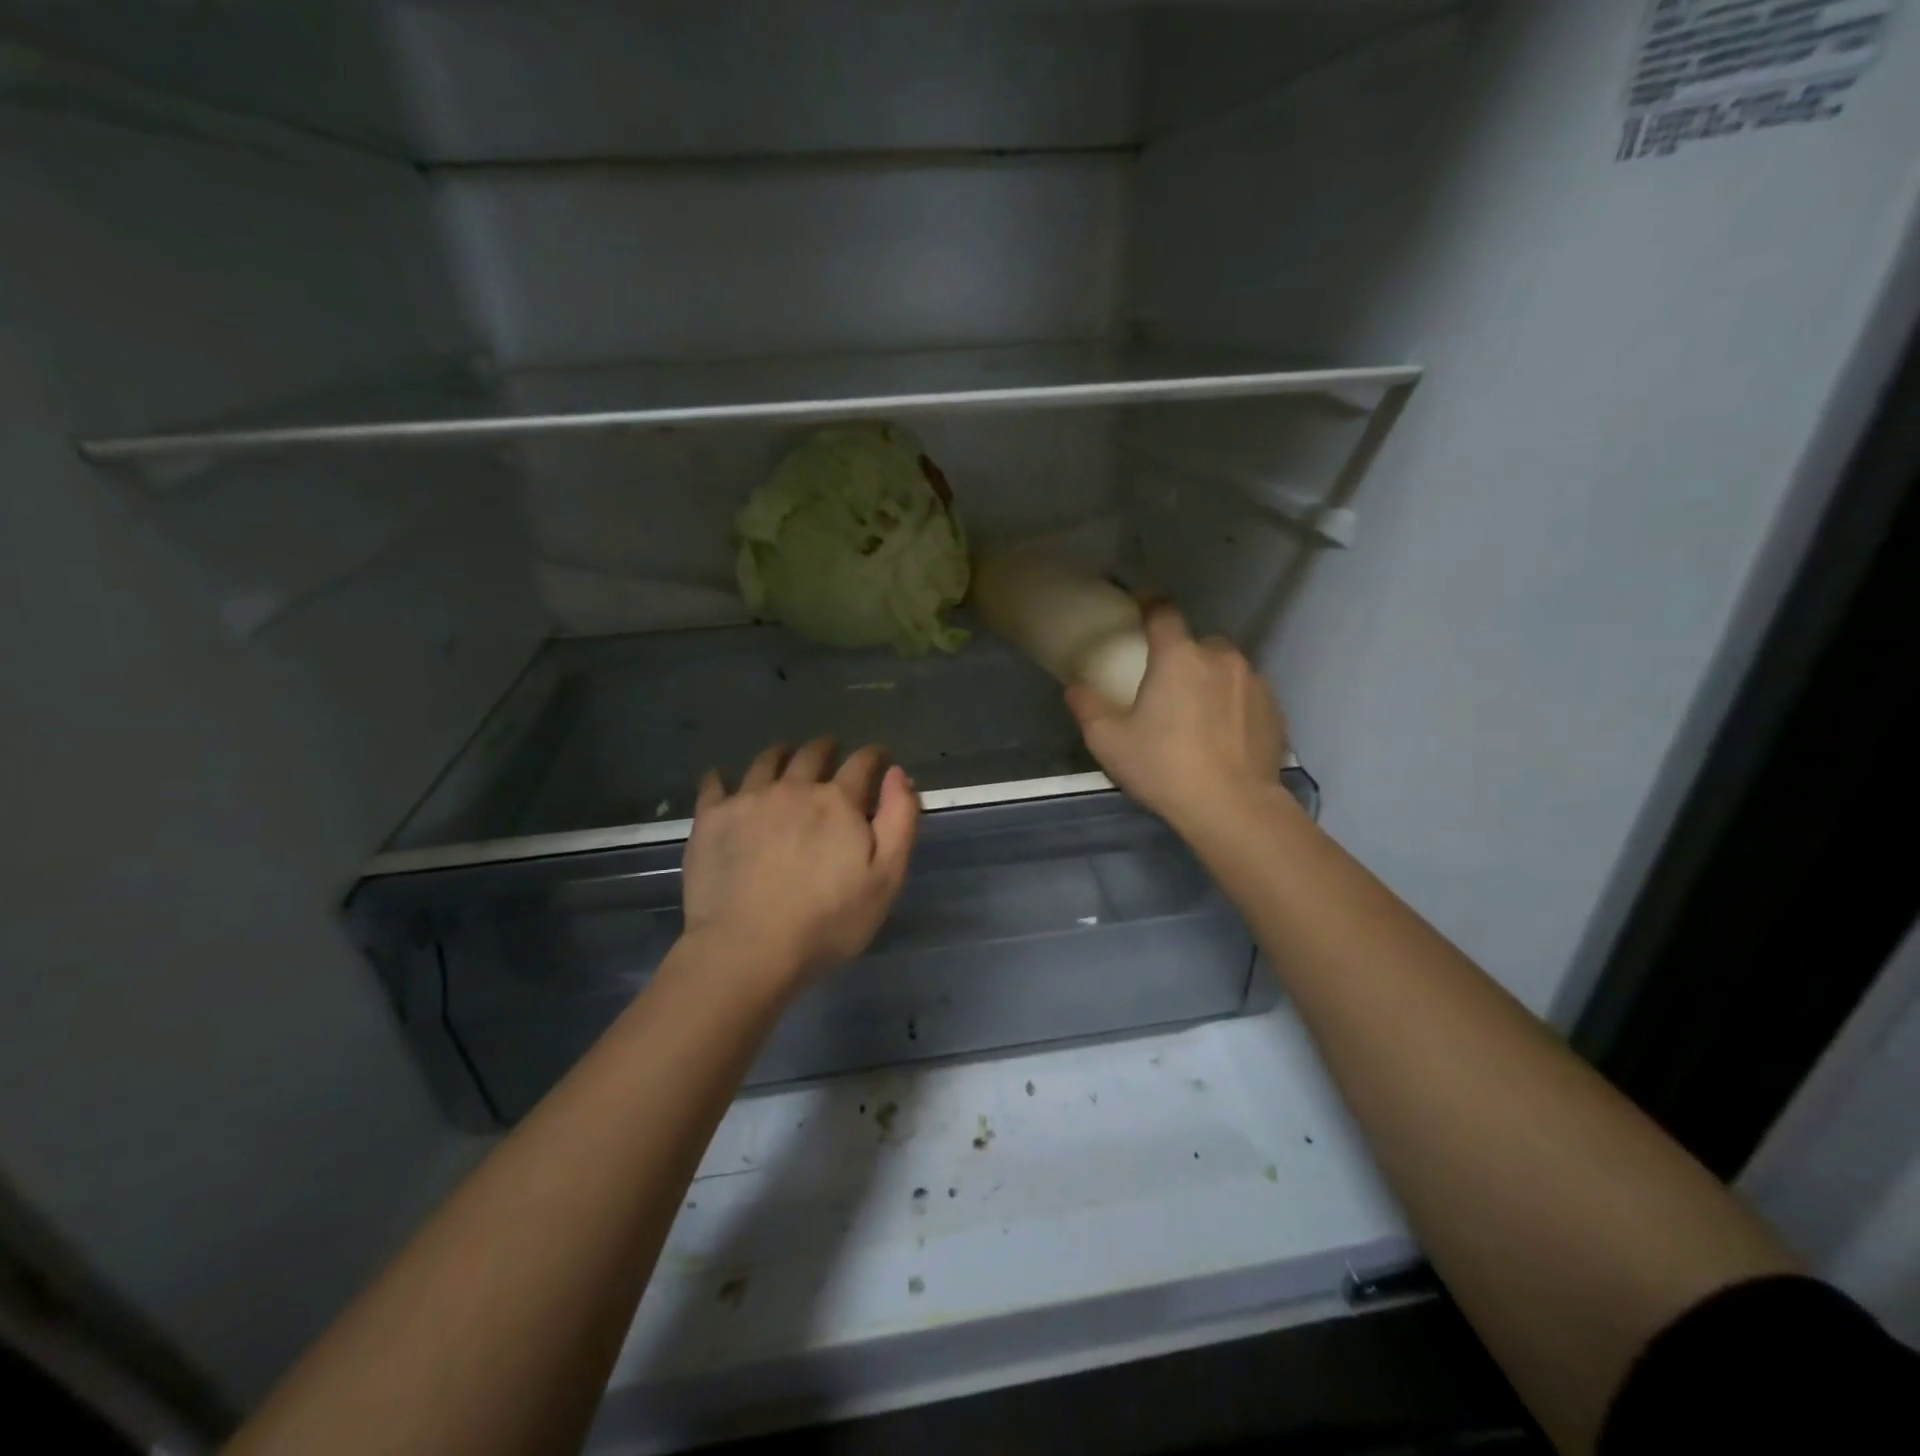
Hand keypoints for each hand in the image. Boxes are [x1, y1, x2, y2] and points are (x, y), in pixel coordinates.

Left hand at [681, 739, 919, 990]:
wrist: (747, 948)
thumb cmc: (827, 921)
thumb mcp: (886, 878)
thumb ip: (899, 820)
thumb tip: (897, 773)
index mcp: (838, 801)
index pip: (862, 763)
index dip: (873, 756)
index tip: (878, 756)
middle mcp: (793, 788)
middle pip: (812, 754)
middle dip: (825, 749)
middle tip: (829, 751)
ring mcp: (748, 799)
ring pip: (766, 761)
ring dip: (780, 754)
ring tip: (783, 756)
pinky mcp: (711, 818)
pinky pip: (714, 784)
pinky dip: (721, 777)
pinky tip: (721, 780)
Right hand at [1066, 605, 1287, 832]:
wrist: (1233, 808)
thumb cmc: (1164, 768)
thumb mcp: (1109, 742)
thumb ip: (1087, 707)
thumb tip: (1075, 687)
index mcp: (1178, 656)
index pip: (1163, 613)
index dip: (1149, 607)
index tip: (1140, 611)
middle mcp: (1220, 658)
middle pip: (1198, 643)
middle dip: (1183, 657)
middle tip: (1168, 688)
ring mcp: (1255, 682)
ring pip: (1227, 669)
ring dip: (1211, 682)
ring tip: (1199, 717)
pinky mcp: (1276, 711)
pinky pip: (1248, 696)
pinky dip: (1235, 707)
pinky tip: (1224, 737)